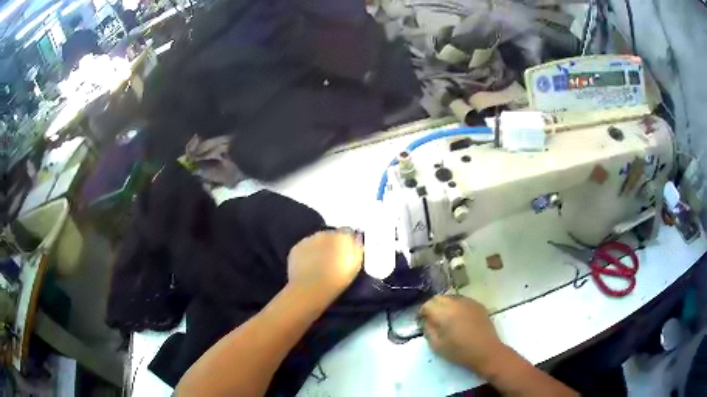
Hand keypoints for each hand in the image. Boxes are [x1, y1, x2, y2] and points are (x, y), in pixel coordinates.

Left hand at [287, 230, 362, 301]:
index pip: (347, 232)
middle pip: (330, 235)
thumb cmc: (337, 279)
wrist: (310, 289)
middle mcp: (324, 233)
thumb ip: (357, 247)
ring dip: (319, 248)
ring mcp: (308, 240)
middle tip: (333, 259)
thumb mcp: (356, 265)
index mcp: (342, 236)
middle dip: (332, 244)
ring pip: (316, 241)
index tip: (347, 252)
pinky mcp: (295, 248)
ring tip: (319, 264)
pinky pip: (304, 248)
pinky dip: (306, 254)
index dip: (347, 241)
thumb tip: (356, 237)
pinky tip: (308, 266)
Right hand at [419, 295, 504, 376]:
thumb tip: (427, 321)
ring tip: (446, 319)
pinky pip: (463, 301)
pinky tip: (459, 318)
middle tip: (432, 319)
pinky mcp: (478, 305)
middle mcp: (456, 302)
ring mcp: (469, 302)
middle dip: (433, 306)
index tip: (422, 321)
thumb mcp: (437, 345)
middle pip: (439, 298)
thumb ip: (428, 330)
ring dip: (446, 305)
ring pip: (451, 297)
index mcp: (444, 312)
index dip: (422, 312)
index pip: (428, 304)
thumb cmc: (459, 351)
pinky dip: (457, 306)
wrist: (486, 351)